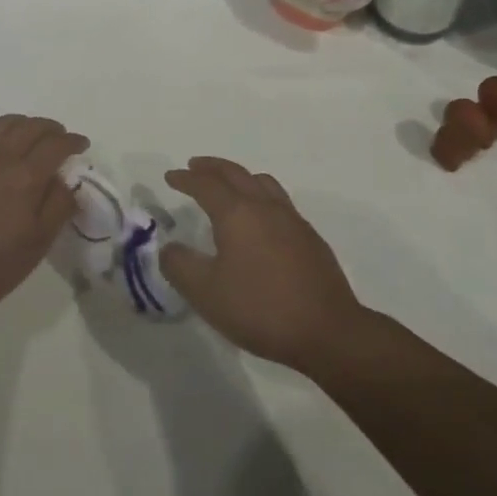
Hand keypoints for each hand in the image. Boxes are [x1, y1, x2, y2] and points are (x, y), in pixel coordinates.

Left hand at [0, 115, 86, 323]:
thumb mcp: (36, 245)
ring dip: (24, 124)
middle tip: (59, 138)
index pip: (57, 144)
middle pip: (32, 126)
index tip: (82, 145)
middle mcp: (0, 154)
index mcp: (26, 175)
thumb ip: (58, 207)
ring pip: (4, 123)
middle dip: (51, 128)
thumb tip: (67, 181)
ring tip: (30, 136)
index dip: (73, 141)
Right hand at [159, 156, 363, 371]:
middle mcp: (264, 205)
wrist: (327, 330)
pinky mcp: (309, 236)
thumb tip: (169, 247)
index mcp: (237, 212)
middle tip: (195, 166)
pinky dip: (260, 194)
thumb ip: (181, 267)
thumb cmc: (261, 308)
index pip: (205, 184)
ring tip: (229, 184)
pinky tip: (261, 218)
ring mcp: (291, 218)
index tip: (171, 176)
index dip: (185, 178)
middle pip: (235, 173)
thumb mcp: (207, 294)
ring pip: (261, 181)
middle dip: (212, 167)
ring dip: (239, 176)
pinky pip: (279, 200)